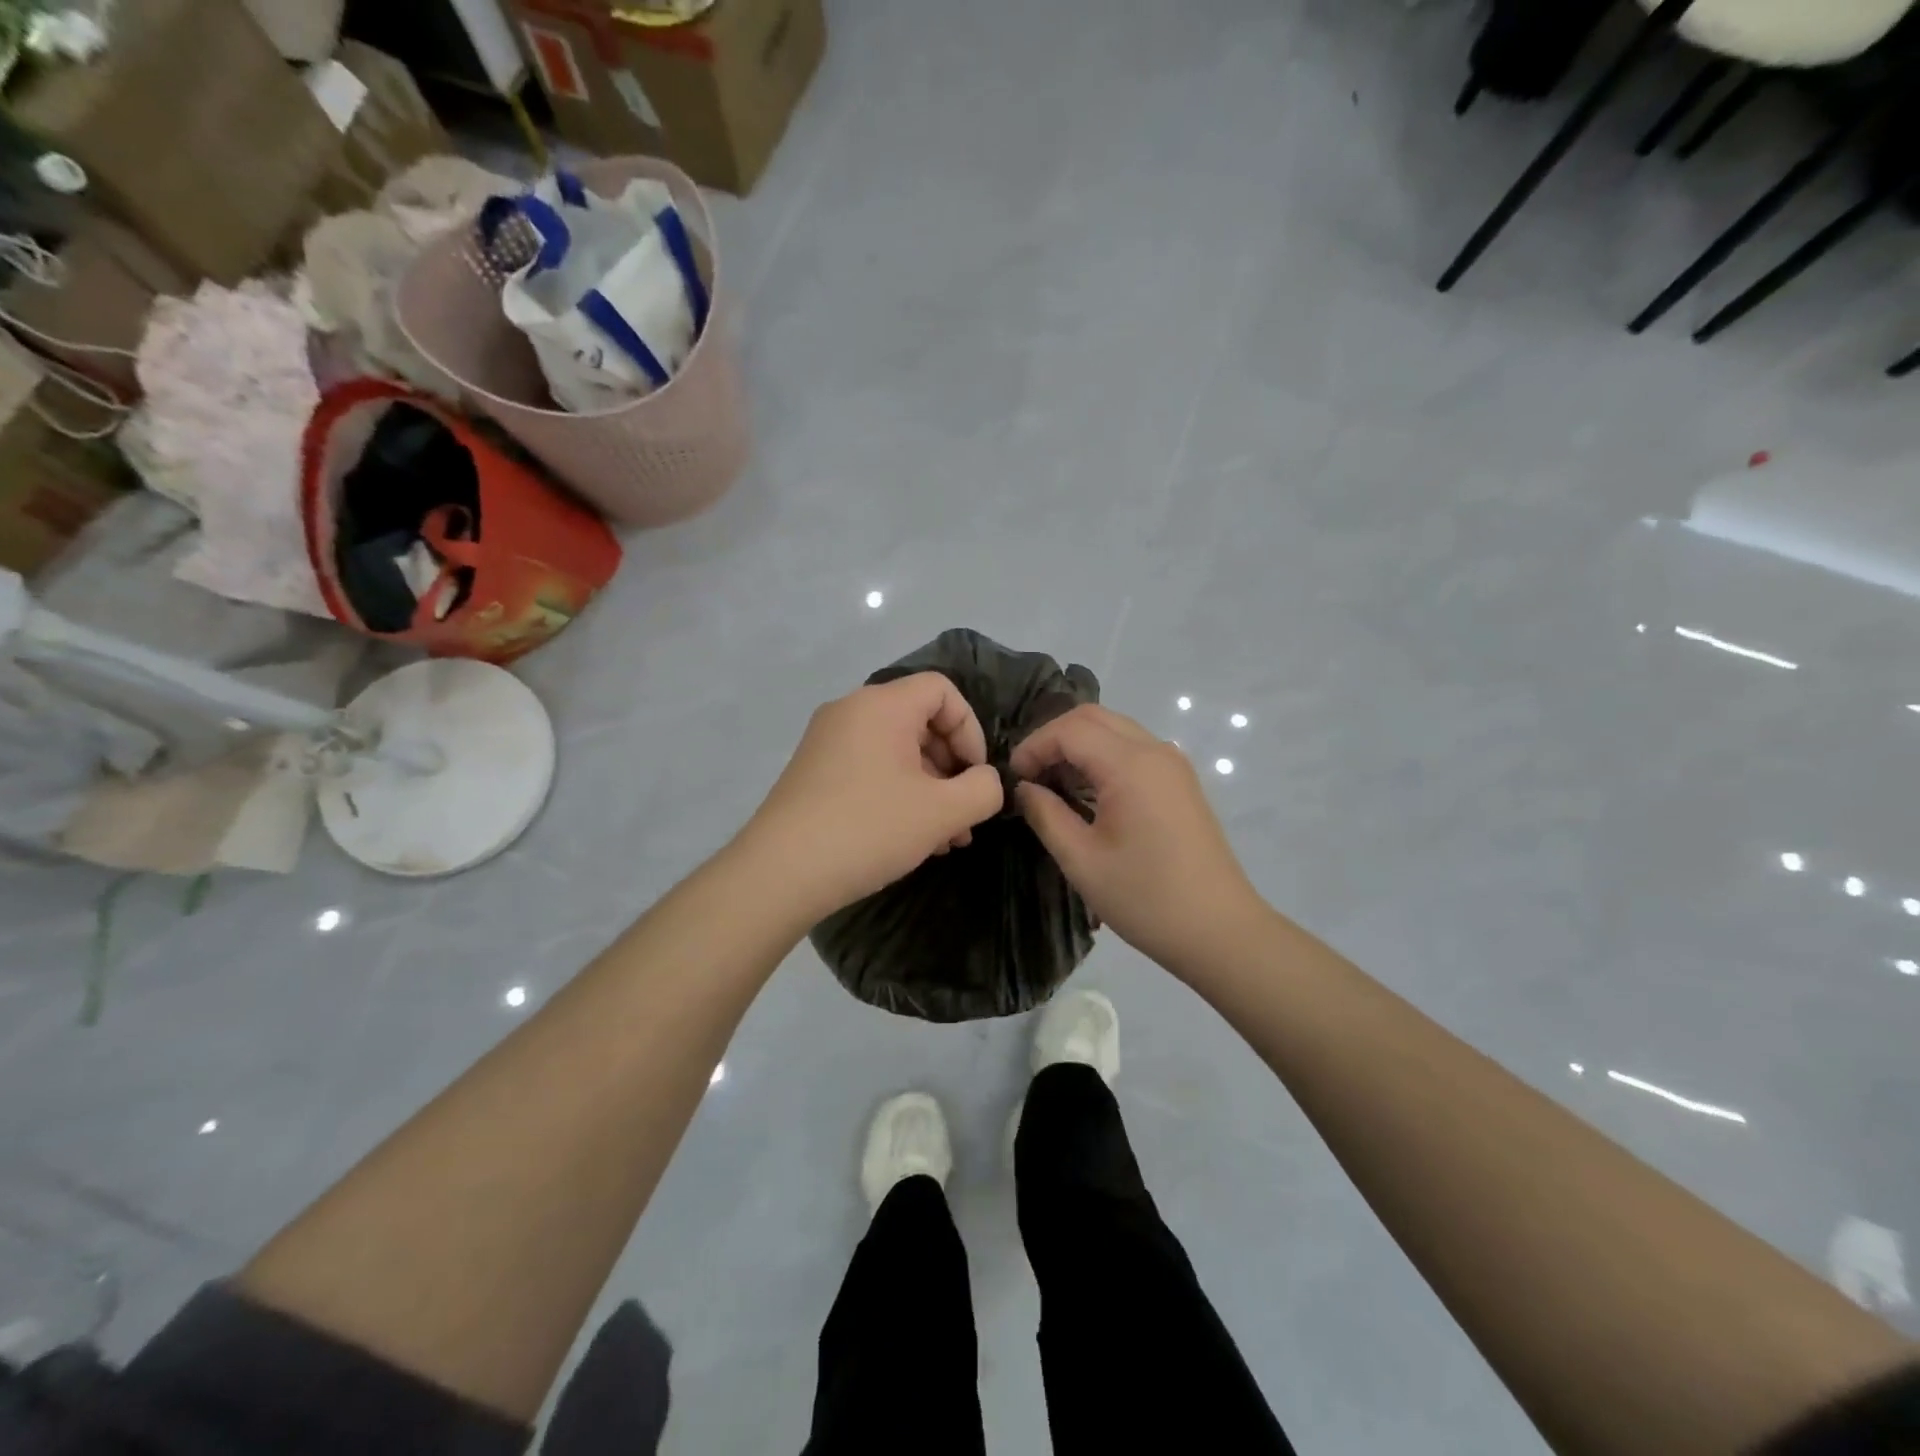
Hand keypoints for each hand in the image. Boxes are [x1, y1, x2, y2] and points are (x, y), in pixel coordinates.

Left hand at [744, 673, 1004, 920]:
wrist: (779, 873)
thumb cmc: (868, 829)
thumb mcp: (941, 812)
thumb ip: (982, 790)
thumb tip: (985, 781)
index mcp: (881, 705)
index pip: (942, 690)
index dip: (970, 729)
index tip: (976, 776)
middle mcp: (850, 712)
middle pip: (920, 722)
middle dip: (952, 768)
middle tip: (965, 816)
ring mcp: (827, 742)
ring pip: (896, 752)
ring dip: (930, 789)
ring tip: (946, 839)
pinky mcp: (814, 773)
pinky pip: (871, 770)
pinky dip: (898, 795)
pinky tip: (913, 839)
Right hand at [1012, 704, 1264, 974]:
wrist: (1220, 930)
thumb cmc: (1145, 898)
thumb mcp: (1082, 860)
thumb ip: (1046, 815)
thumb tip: (1024, 789)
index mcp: (1130, 766)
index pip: (1069, 729)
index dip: (1034, 746)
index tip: (1012, 778)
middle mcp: (1155, 751)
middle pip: (1093, 718)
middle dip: (1053, 738)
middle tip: (1029, 775)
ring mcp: (1173, 764)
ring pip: (1114, 729)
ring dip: (1078, 746)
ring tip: (1052, 784)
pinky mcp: (1180, 781)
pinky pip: (1133, 749)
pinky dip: (1102, 756)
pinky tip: (1087, 792)